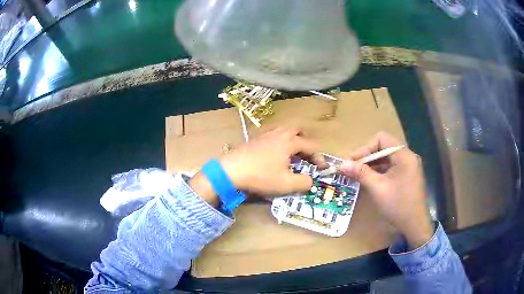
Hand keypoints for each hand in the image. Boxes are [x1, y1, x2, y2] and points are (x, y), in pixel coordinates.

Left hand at [190, 127, 326, 204]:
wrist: (231, 171)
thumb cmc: (261, 176)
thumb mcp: (286, 184)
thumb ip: (304, 182)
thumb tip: (310, 180)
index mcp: (290, 142)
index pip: (311, 145)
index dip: (319, 157)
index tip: (322, 168)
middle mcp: (279, 134)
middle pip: (298, 130)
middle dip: (306, 141)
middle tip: (307, 154)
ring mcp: (265, 136)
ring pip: (284, 131)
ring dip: (293, 140)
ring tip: (292, 155)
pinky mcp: (255, 140)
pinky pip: (273, 136)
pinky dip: (280, 143)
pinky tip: (275, 156)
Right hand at [340, 132, 433, 248]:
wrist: (415, 225)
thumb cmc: (397, 205)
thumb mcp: (377, 188)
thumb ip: (360, 173)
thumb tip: (342, 164)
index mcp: (404, 155)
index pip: (381, 139)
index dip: (365, 148)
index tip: (352, 162)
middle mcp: (408, 157)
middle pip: (384, 148)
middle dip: (367, 157)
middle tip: (351, 168)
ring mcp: (409, 167)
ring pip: (387, 159)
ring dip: (372, 165)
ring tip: (357, 175)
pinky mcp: (408, 176)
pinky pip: (391, 168)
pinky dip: (380, 172)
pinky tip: (370, 180)